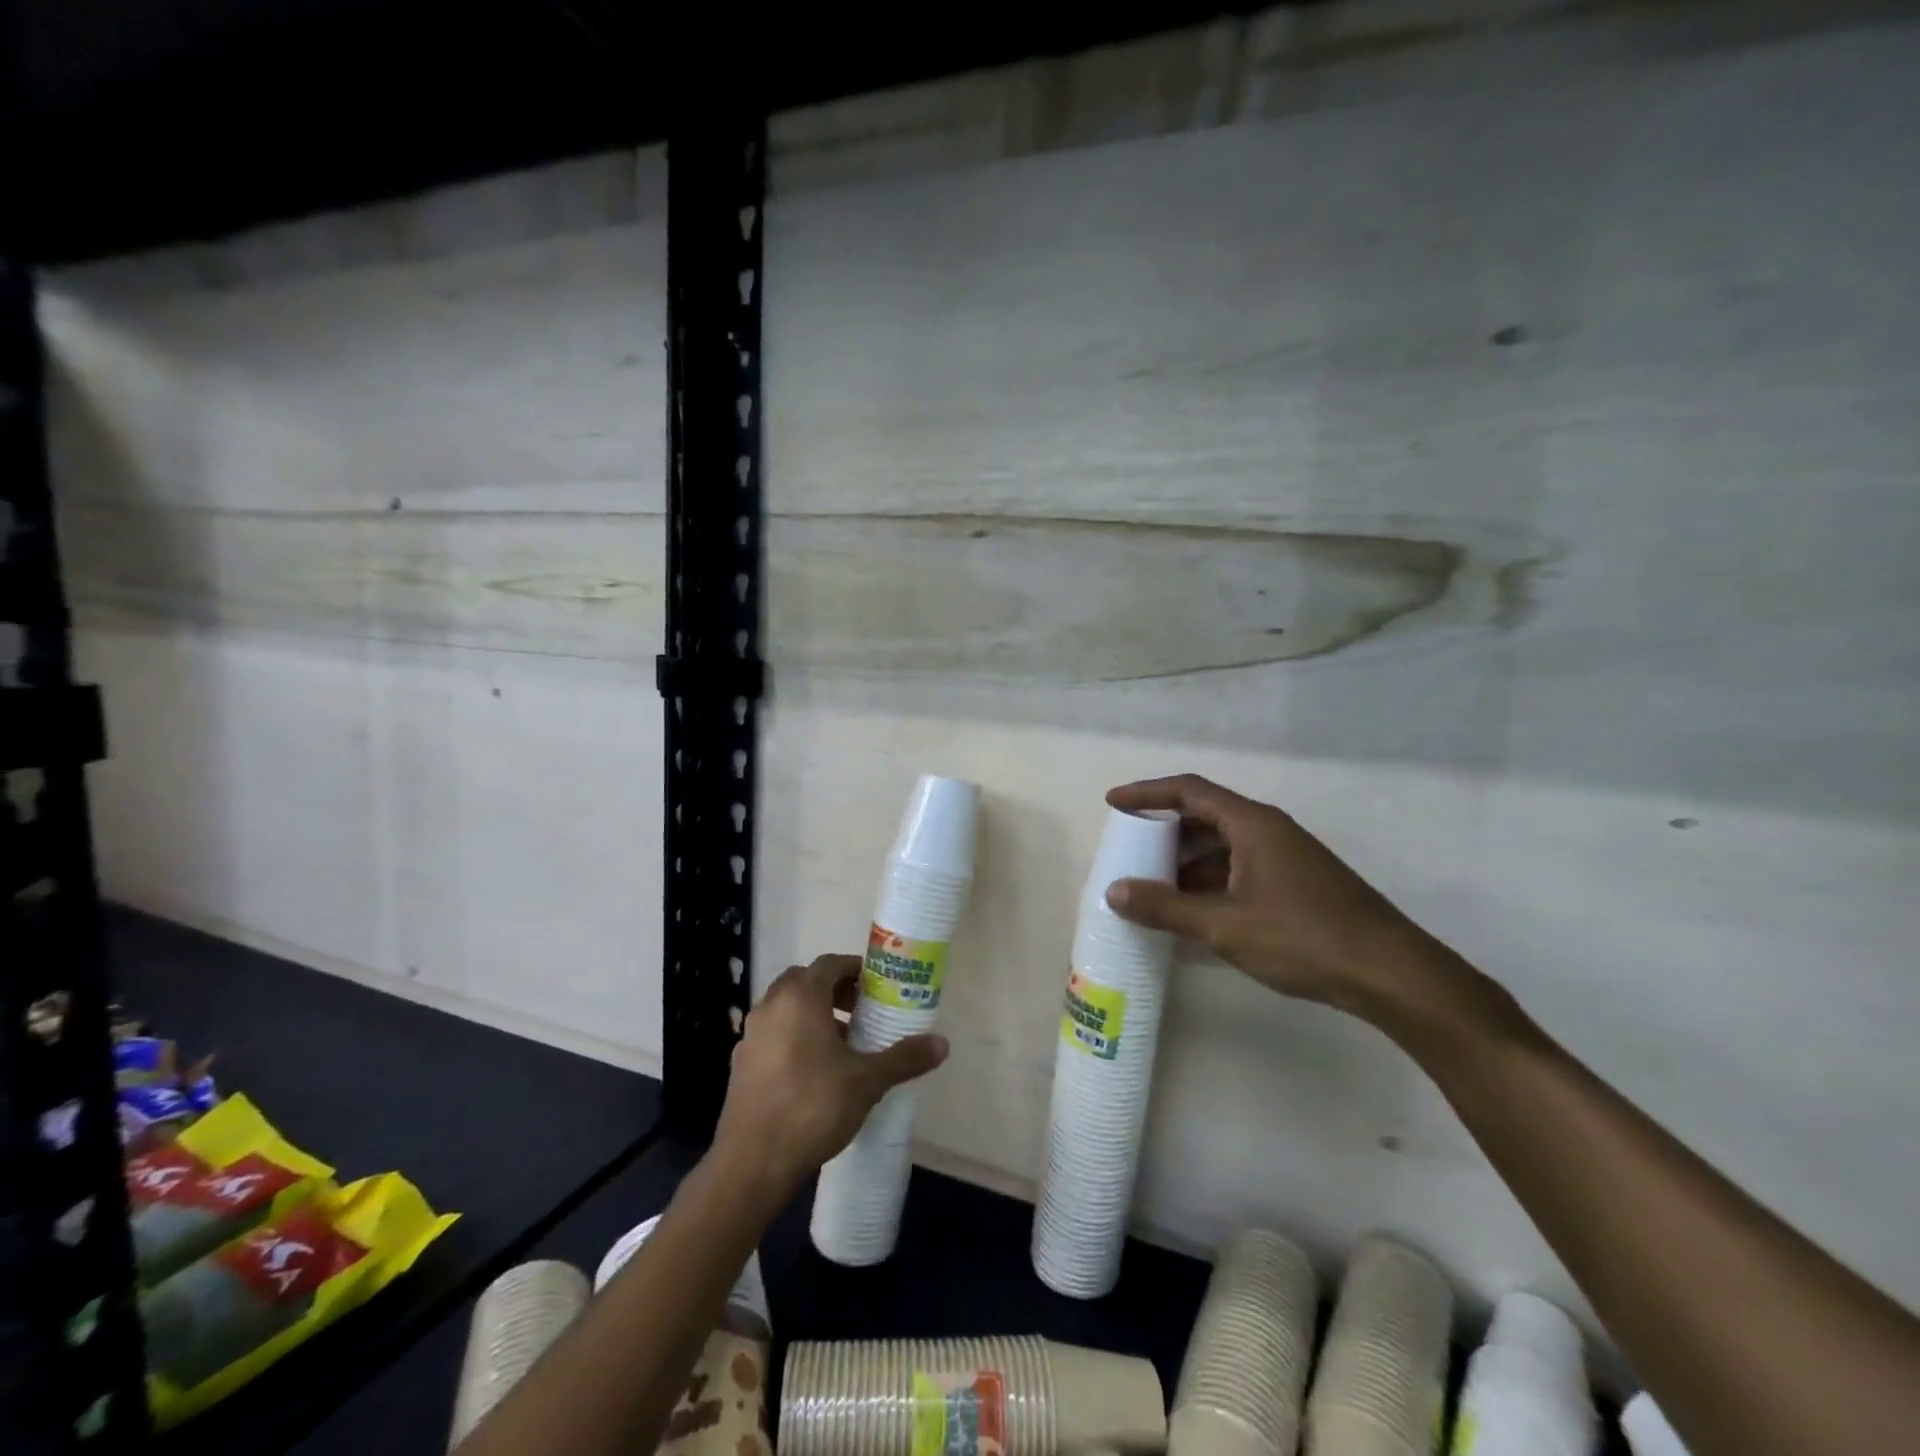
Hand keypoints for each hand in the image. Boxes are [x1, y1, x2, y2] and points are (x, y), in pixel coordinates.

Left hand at [714, 955, 947, 1200]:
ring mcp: (751, 1035)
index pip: (830, 964)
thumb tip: (943, 1044)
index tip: (878, 988)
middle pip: (805, 981)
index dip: (856, 970)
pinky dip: (793, 1037)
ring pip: (786, 1008)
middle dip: (834, 990)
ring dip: (813, 1014)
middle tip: (861, 1012)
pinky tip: (813, 1072)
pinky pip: (773, 1034)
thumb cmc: (813, 1108)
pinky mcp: (741, 1063)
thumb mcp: (867, 1082)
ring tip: (842, 1044)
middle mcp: (771, 1005)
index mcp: (800, 997)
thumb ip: (904, 1058)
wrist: (752, 1163)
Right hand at [1103, 774, 1450, 1020]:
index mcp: (1251, 824)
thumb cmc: (1302, 937)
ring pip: (1224, 845)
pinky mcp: (1298, 883)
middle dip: (1165, 832)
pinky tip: (1196, 911)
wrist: (1390, 973)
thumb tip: (1114, 891)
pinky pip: (1241, 867)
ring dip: (1187, 861)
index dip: (1147, 793)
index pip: (1189, 791)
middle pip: (1205, 815)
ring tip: (1155, 887)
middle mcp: (1269, 830)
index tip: (1113, 803)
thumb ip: (1166, 907)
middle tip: (1130, 851)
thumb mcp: (1223, 924)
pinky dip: (1211, 881)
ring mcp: (1287, 856)